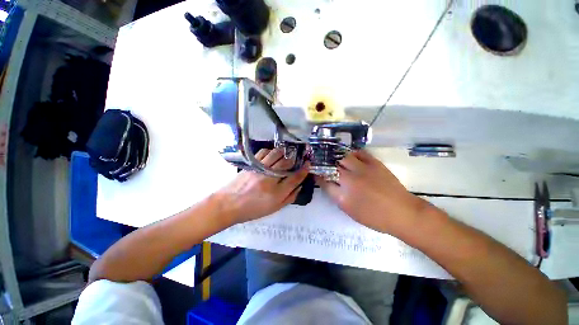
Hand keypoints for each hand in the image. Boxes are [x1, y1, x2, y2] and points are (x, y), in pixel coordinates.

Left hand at [216, 148, 308, 224]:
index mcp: (277, 193)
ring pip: (276, 155)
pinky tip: (272, 155)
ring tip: (286, 155)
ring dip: (284, 153)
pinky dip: (270, 151)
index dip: (303, 170)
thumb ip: (290, 197)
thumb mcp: (274, 208)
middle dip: (295, 159)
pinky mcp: (252, 165)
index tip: (308, 164)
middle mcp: (270, 179)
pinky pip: (264, 152)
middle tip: (297, 158)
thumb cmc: (253, 209)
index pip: (295, 178)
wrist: (228, 205)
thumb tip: (300, 185)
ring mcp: (260, 170)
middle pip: (286, 163)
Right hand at [316, 150, 427, 234]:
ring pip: (343, 157)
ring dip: (336, 156)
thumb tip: (327, 183)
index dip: (318, 175)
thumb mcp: (350, 210)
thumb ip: (335, 195)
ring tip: (334, 156)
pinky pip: (360, 153)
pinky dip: (353, 152)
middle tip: (322, 162)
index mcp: (343, 195)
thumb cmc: (374, 216)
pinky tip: (350, 155)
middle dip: (324, 164)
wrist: (402, 213)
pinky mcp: (374, 163)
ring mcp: (363, 170)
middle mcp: (350, 180)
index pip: (324, 181)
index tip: (315, 172)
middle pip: (332, 167)